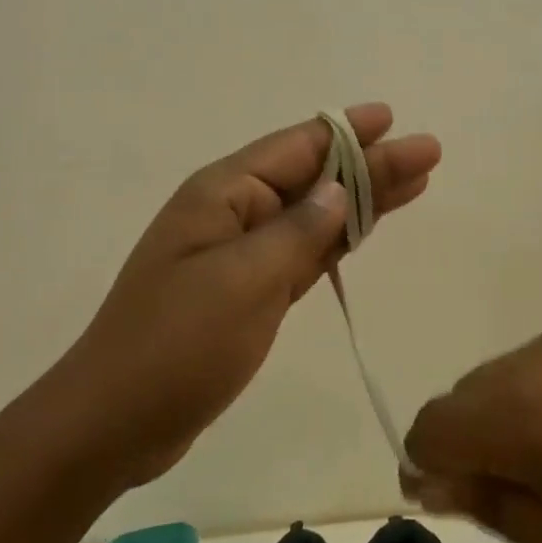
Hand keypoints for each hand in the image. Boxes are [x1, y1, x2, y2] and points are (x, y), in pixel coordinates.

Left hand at [72, 103, 440, 488]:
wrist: (113, 424)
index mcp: (224, 194)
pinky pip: (304, 252)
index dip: (348, 132)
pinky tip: (367, 227)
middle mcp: (234, 213)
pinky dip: (339, 239)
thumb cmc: (176, 344)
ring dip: (363, 198)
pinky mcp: (248, 291)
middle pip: (315, 178)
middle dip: (371, 164)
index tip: (392, 118)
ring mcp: (240, 253)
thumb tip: (338, 190)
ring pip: (315, 214)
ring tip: (416, 182)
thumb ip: (297, 232)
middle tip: (428, 152)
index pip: (297, 148)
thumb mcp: (244, 282)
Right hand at [402, 321, 541, 542]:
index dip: (428, 465)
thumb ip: (498, 507)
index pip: (436, 423)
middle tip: (516, 500)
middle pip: (474, 389)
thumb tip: (437, 476)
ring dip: (519, 415)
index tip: (451, 504)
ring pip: (522, 370)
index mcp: (529, 410)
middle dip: (472, 440)